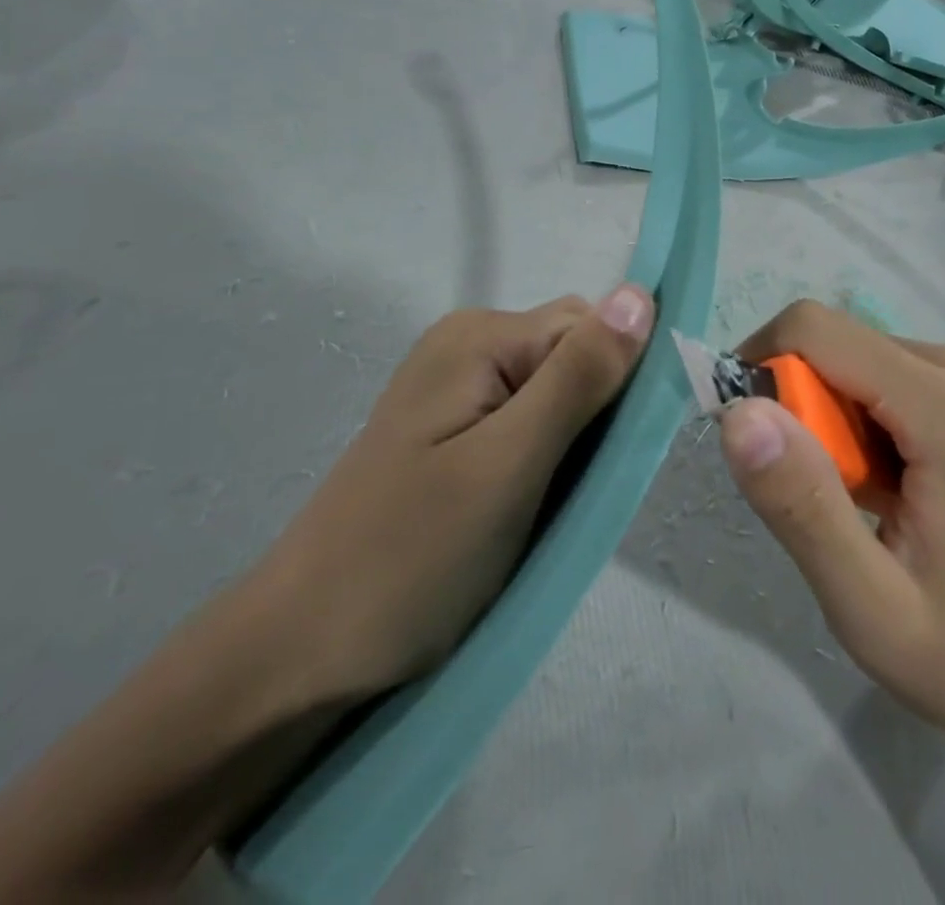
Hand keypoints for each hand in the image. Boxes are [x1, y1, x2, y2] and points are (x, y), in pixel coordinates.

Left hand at [256, 285, 654, 707]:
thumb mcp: (510, 465)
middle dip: (597, 415)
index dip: (620, 384)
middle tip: (578, 490)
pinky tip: (530, 505)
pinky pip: (528, 422)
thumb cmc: (412, 556)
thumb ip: (579, 376)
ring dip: (574, 444)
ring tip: (551, 506)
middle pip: (573, 355)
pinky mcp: (453, 430)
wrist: (303, 651)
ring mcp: (456, 388)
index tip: (619, 458)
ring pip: (557, 393)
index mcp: (480, 336)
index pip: (591, 328)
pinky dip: (547, 459)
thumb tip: (641, 292)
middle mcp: (468, 345)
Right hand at [717, 302, 944, 743]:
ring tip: (854, 492)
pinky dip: (853, 417)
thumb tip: (738, 412)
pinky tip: (881, 478)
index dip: (765, 372)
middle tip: (814, 490)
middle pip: (834, 343)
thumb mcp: (863, 603)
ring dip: (826, 416)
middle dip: (799, 405)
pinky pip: (874, 369)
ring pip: (848, 354)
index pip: (817, 333)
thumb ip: (800, 503)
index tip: (757, 448)